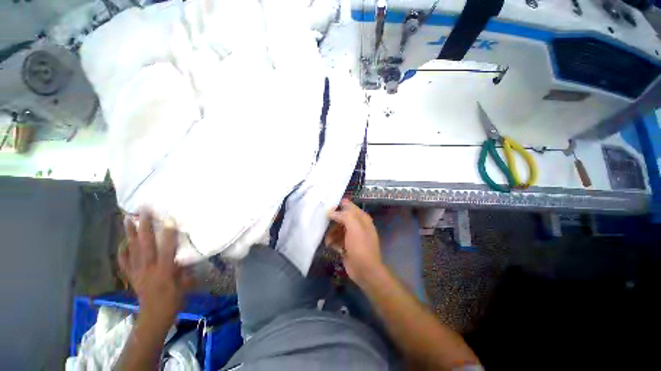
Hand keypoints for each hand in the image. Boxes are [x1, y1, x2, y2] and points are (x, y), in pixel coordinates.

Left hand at [119, 211, 193, 330]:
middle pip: (145, 244)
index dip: (168, 233)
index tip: (168, 218)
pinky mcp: (132, 276)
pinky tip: (123, 243)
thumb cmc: (174, 299)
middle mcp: (148, 268)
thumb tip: (185, 254)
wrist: (154, 316)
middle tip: (142, 210)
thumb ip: (184, 267)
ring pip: (132, 249)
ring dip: (130, 233)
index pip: (166, 248)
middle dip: (144, 226)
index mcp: (164, 270)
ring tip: (127, 219)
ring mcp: (137, 271)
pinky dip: (122, 251)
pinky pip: (124, 262)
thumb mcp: (185, 283)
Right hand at [326, 199, 382, 285]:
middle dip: (333, 221)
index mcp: (362, 218)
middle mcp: (357, 225)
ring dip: (331, 233)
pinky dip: (333, 241)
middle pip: (342, 217)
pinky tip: (330, 245)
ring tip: (328, 240)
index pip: (349, 206)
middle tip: (323, 223)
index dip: (338, 205)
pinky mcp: (347, 245)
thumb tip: (331, 212)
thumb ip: (344, 216)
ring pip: (338, 228)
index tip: (326, 207)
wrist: (365, 270)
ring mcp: (352, 236)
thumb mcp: (354, 227)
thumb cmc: (360, 246)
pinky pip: (337, 238)